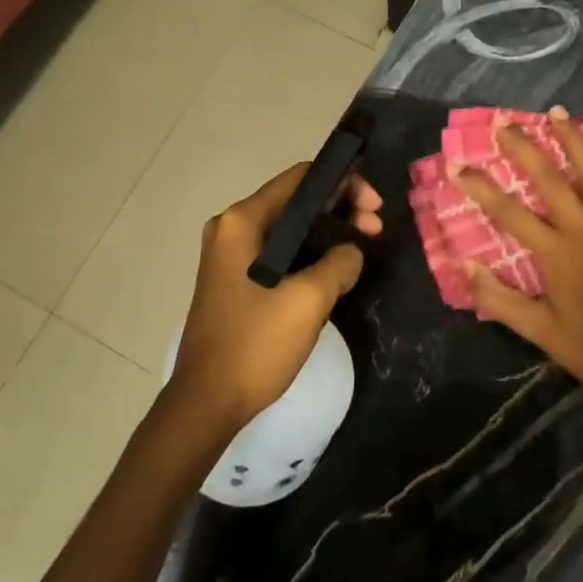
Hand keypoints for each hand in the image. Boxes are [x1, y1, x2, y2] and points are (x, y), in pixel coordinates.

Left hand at [169, 162, 382, 430]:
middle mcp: (232, 228)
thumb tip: (352, 252)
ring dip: (328, 233)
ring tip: (363, 249)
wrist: (206, 403)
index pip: (300, 178)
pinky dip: (310, 254)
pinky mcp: (235, 280)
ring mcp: (231, 255)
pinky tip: (336, 270)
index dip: (343, 183)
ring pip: (290, 229)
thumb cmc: (255, 344)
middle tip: (376, 230)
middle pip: (296, 201)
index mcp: (242, 221)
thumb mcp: (308, 300)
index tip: (375, 207)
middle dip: (340, 209)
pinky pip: (279, 252)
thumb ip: (339, 263)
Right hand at [457, 109, 582, 417]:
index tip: (457, 165)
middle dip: (525, 148)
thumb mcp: (541, 333)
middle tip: (505, 122)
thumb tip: (465, 264)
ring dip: (574, 140)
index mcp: (557, 254)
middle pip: (551, 179)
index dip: (481, 187)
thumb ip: (500, 299)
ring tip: (557, 113)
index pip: (509, 213)